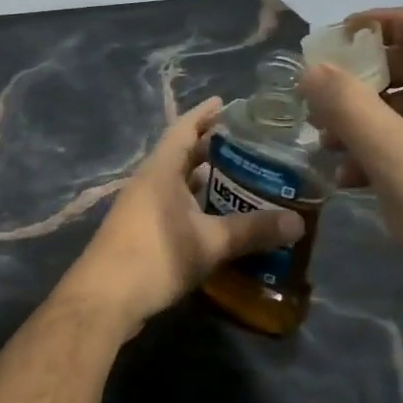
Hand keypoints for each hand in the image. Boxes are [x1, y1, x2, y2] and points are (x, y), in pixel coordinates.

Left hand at [64, 98, 304, 330]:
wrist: (104, 299)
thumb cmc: (155, 257)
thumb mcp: (209, 243)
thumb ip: (252, 230)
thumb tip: (298, 223)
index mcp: (160, 171)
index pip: (183, 129)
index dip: (205, 114)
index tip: (228, 103)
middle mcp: (148, 183)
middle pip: (182, 156)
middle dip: (212, 149)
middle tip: (250, 146)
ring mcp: (141, 208)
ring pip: (178, 184)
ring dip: (205, 181)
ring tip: (243, 179)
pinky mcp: (141, 233)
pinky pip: (174, 207)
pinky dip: (197, 206)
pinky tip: (219, 219)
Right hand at [299, 7, 402, 338]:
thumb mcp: (393, 157)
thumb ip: (347, 105)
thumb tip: (311, 69)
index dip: (383, 23)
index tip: (335, 39)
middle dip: (369, 79)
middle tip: (324, 96)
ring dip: (372, 117)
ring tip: (328, 141)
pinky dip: (389, 146)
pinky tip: (353, 175)